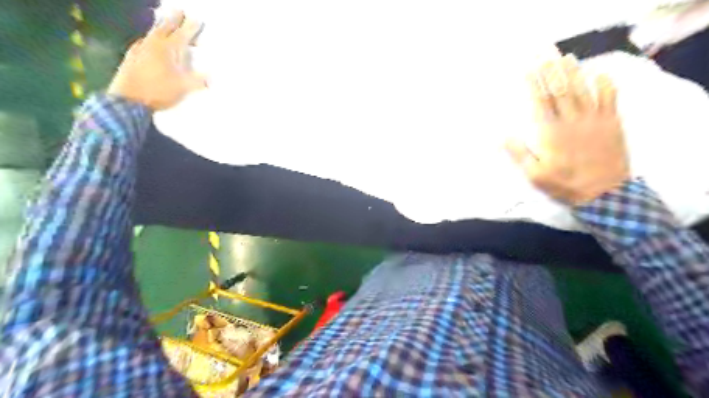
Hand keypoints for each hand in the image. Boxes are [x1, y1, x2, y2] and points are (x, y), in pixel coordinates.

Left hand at [104, 10, 205, 109]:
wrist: (129, 100)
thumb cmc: (159, 91)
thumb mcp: (184, 88)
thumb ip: (199, 81)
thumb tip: (212, 77)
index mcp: (169, 49)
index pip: (183, 34)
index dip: (192, 26)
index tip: (198, 19)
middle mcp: (154, 44)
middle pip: (165, 27)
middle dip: (174, 18)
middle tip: (180, 10)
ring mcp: (140, 48)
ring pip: (153, 32)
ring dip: (161, 26)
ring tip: (165, 22)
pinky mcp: (132, 56)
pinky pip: (144, 41)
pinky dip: (151, 38)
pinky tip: (150, 42)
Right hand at [503, 54, 630, 205]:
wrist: (603, 193)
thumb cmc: (564, 183)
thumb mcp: (534, 174)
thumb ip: (519, 153)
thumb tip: (502, 135)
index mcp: (551, 133)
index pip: (540, 102)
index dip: (534, 84)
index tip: (528, 69)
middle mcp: (572, 121)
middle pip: (560, 91)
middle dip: (551, 71)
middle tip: (545, 55)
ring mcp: (594, 120)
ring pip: (583, 90)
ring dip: (574, 73)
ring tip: (566, 58)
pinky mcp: (611, 123)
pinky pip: (610, 98)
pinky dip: (605, 84)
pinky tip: (599, 73)